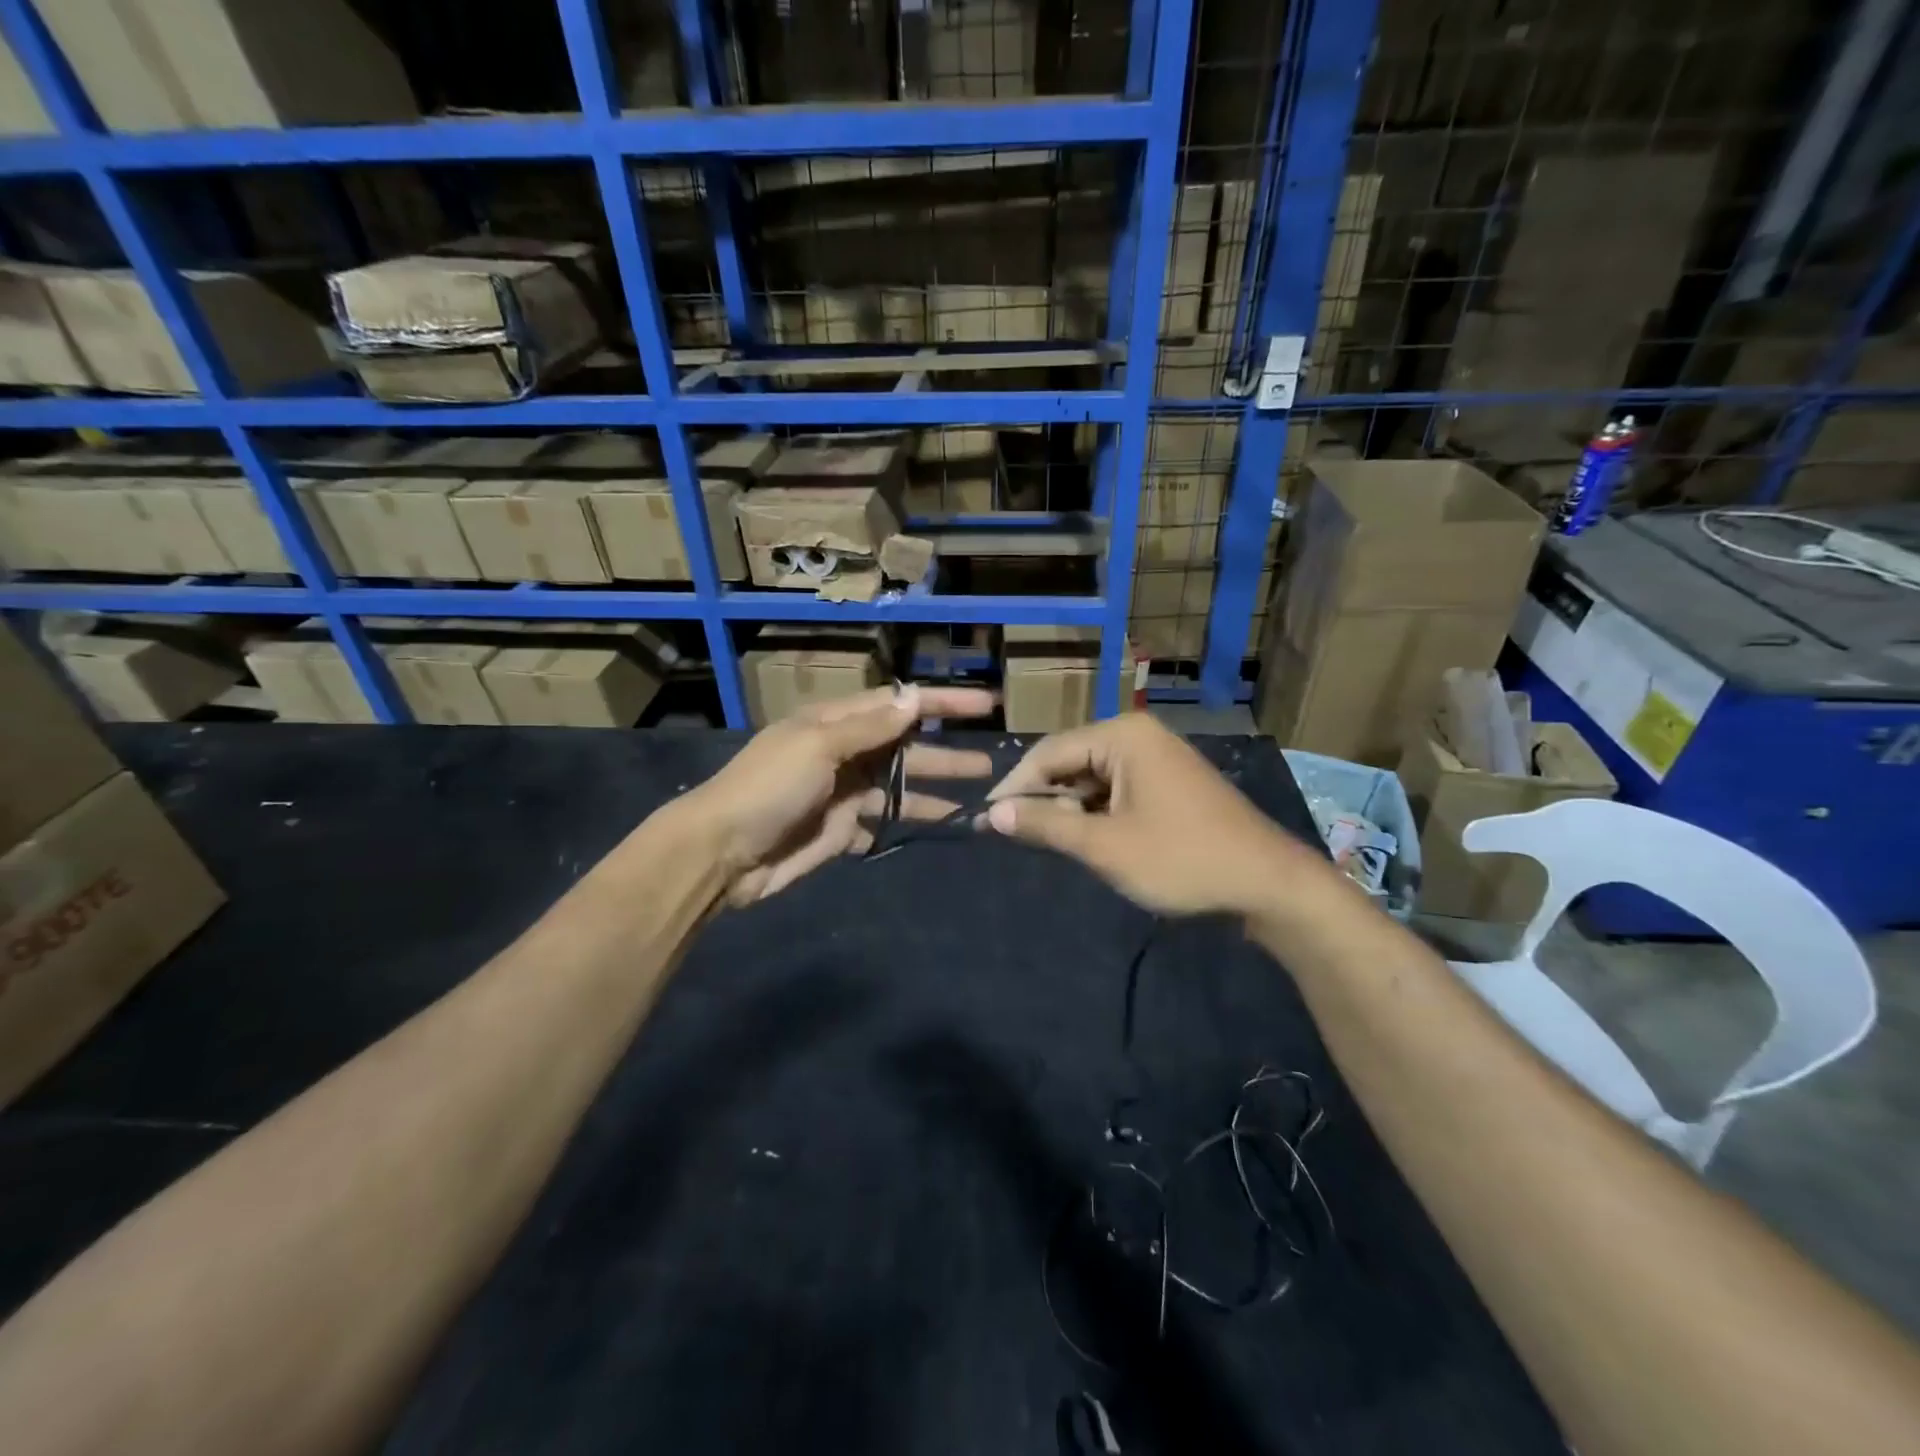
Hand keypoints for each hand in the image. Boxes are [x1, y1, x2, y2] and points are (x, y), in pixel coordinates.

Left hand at [682, 683, 994, 905]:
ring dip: (934, 793)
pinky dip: (906, 828)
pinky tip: (935, 832)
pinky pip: (882, 825)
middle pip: (904, 749)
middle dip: (946, 754)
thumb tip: (913, 698)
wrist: (721, 853)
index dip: (940, 704)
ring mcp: (842, 795)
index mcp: (834, 724)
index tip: (985, 707)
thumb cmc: (768, 788)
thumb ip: (868, 727)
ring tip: (976, 801)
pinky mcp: (840, 832)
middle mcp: (843, 754)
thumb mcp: (817, 746)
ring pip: (899, 790)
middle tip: (990, 764)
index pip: (897, 706)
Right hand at [981, 715, 1331, 917]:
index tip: (986, 820)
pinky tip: (1087, 839)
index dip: (1014, 787)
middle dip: (1044, 799)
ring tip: (1050, 842)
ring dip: (1069, 809)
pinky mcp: (1169, 781)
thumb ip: (1046, 825)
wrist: (1268, 883)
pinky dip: (1096, 812)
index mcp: (1122, 736)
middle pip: (1070, 761)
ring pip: (1092, 777)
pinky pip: (1116, 788)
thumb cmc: (1181, 859)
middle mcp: (1138, 735)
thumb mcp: (1105, 846)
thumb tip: (993, 814)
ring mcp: (1157, 757)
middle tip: (1016, 836)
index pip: (1049, 752)